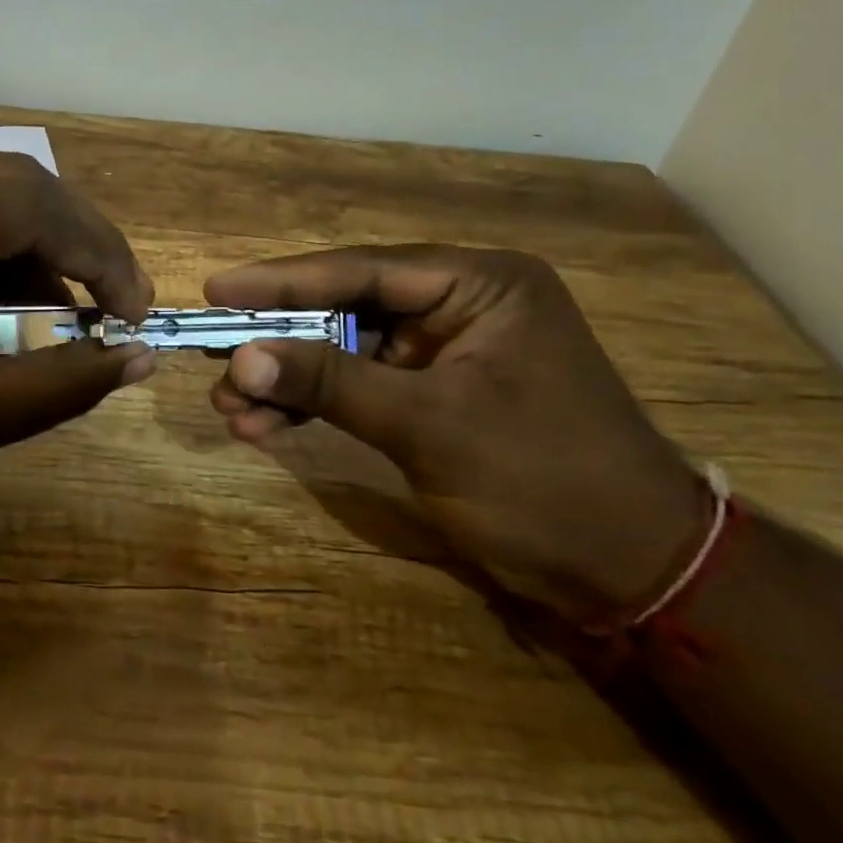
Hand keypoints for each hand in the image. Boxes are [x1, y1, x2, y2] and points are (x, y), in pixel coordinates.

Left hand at [0, 144, 156, 499]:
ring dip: (33, 253)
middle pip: (8, 186)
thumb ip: (55, 385)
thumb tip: (139, 358)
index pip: (23, 204)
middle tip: (116, 308)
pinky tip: (4, 307)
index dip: (96, 255)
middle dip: (74, 248)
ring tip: (65, 317)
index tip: (137, 312)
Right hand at [204, 246, 709, 622]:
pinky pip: (360, 388)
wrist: (629, 573)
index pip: (363, 270)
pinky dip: (316, 406)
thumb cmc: (543, 480)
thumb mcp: (429, 425)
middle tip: (214, 357)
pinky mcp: (434, 396)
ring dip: (290, 380)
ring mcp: (446, 352)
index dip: (283, 281)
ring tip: (229, 406)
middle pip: (346, 310)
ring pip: (346, 352)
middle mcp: (461, 305)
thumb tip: (242, 356)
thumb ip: (332, 382)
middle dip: (281, 341)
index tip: (218, 288)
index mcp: (480, 284)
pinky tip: (265, 426)